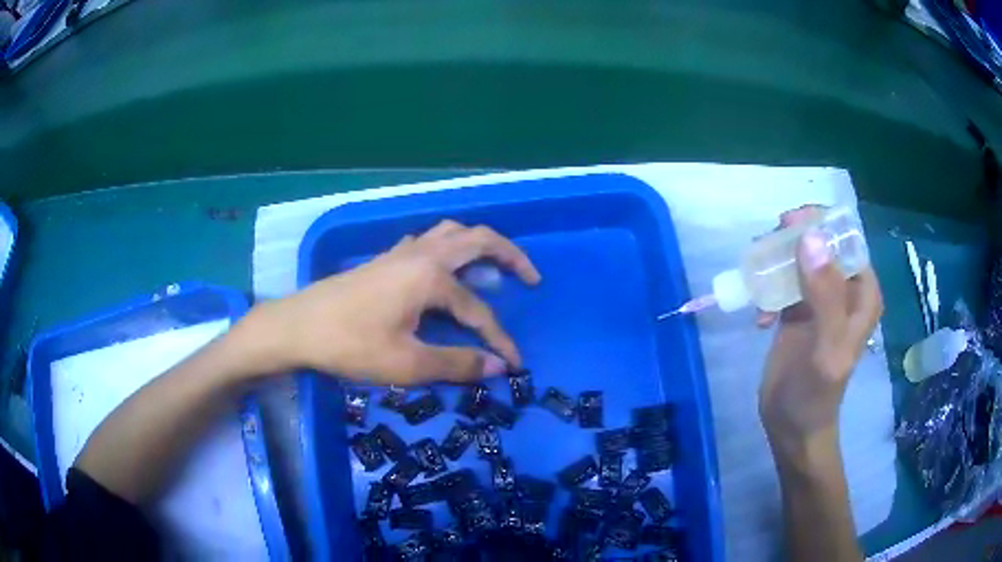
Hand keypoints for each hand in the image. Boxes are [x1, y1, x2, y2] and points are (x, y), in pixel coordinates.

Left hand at [239, 220, 540, 384]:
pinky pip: (429, 242)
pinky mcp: (386, 259)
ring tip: (493, 270)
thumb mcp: (407, 363)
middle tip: (530, 277)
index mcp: (430, 277)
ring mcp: (401, 252)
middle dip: (509, 255)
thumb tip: (497, 368)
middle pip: (477, 239)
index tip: (514, 365)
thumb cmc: (350, 345)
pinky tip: (445, 272)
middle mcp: (421, 254)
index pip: (478, 310)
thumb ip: (456, 364)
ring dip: (478, 245)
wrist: (298, 326)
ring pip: (451, 233)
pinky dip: (450, 249)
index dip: (499, 340)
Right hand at [756, 207, 882, 449]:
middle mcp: (844, 289)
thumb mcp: (826, 348)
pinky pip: (783, 281)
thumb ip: (825, 295)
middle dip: (792, 239)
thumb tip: (810, 237)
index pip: (844, 239)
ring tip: (758, 278)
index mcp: (862, 292)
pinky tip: (759, 317)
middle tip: (766, 249)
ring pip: (799, 257)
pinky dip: (768, 288)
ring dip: (776, 261)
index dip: (819, 224)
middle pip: (819, 242)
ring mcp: (819, 297)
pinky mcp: (797, 309)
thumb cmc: (815, 393)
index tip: (787, 224)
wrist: (791, 427)